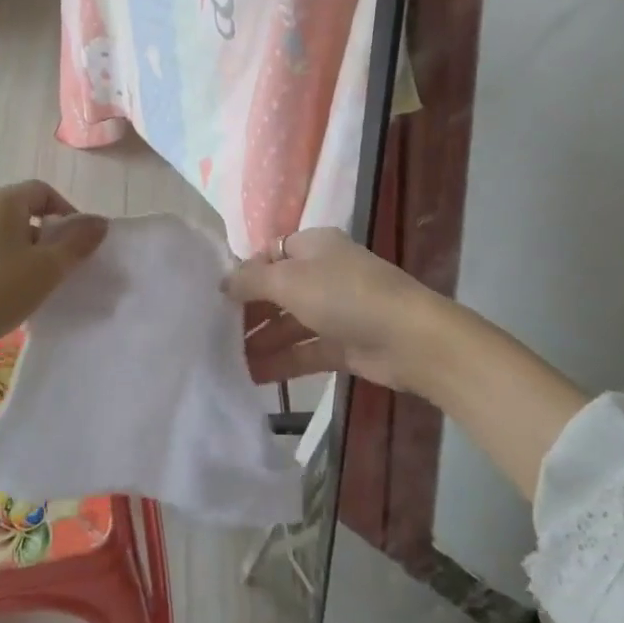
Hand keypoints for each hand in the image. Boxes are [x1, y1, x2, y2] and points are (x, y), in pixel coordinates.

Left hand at [0, 180, 108, 365]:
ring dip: (27, 256)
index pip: (44, 191)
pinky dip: (4, 268)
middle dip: (48, 238)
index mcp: (3, 201)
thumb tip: (100, 222)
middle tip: (59, 270)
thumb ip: (77, 243)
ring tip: (33, 288)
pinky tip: (5, 298)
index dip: (67, 214)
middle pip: (25, 212)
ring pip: (6, 236)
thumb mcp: (46, 268)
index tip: (77, 246)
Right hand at [228, 228, 589, 499]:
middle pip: (276, 291)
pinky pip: (305, 350)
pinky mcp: (344, 344)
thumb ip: (252, 280)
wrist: (412, 340)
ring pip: (289, 324)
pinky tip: (252, 377)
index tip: (212, 298)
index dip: (242, 274)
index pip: (268, 255)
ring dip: (260, 341)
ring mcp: (335, 310)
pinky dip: (281, 361)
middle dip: (247, 312)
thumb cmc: (346, 296)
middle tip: (211, 334)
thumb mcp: (291, 280)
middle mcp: (323, 273)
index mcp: (312, 246)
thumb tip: (223, 281)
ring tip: (223, 361)